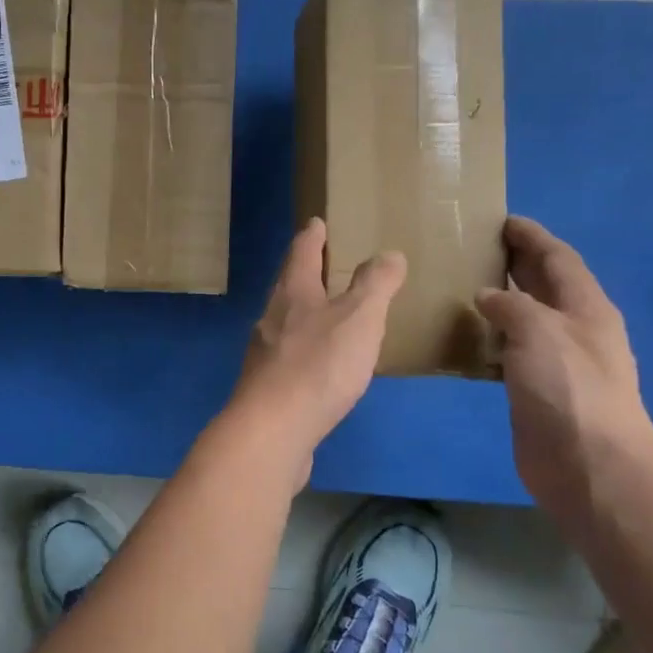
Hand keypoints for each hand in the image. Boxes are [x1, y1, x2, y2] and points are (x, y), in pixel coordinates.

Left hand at [231, 219, 406, 483]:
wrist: (273, 430)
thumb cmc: (318, 365)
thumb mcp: (359, 317)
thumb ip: (375, 285)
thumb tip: (387, 254)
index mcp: (292, 293)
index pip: (301, 252)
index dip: (312, 236)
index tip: (317, 222)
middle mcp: (271, 318)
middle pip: (288, 286)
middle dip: (306, 272)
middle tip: (326, 263)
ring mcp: (265, 354)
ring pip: (287, 322)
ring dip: (306, 313)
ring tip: (330, 314)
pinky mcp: (267, 388)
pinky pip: (290, 358)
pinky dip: (307, 351)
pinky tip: (322, 366)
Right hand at [475, 217, 652, 520]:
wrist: (588, 462)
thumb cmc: (569, 387)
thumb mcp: (539, 330)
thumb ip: (511, 305)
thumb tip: (486, 296)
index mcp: (586, 307)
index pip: (558, 258)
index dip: (532, 237)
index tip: (503, 220)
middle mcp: (575, 329)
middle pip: (545, 285)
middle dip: (517, 263)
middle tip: (477, 247)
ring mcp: (559, 362)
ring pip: (527, 319)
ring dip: (501, 301)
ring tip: (463, 286)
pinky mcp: (538, 390)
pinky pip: (511, 351)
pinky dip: (490, 338)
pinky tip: (465, 338)